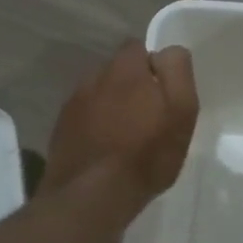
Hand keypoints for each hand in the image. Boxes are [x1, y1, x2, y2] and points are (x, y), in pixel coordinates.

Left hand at [43, 40, 198, 216]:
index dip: (153, 67)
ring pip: (99, 94)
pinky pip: (84, 117)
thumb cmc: (146, 153)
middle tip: (148, 117)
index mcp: (124, 68)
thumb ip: (176, 71)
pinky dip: (95, 126)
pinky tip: (105, 149)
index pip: (138, 47)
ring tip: (125, 136)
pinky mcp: (61, 129)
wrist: (92, 195)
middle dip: (131, 86)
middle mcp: (93, 77)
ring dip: (111, 106)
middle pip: (117, 71)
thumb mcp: (181, 110)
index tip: (164, 94)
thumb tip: (167, 52)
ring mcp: (73, 103)